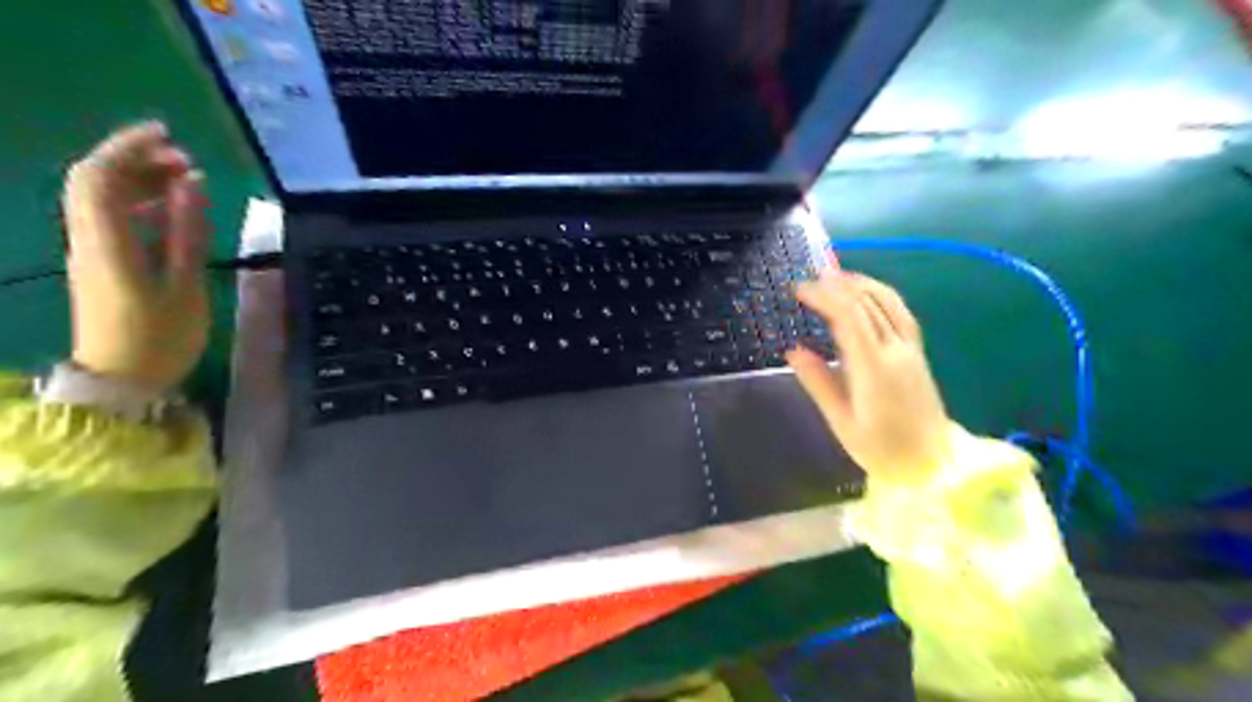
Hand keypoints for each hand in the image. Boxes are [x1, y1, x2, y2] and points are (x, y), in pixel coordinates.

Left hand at [62, 121, 208, 391]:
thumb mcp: (185, 286)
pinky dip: (140, 204)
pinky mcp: (100, 264)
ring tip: (186, 180)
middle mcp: (87, 238)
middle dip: (136, 160)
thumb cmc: (160, 337)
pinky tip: (173, 211)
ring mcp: (90, 251)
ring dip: (139, 181)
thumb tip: (193, 184)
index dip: (126, 147)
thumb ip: (188, 232)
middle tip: (186, 159)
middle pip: (95, 181)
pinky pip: (112, 219)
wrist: (121, 380)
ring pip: (102, 199)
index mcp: (106, 241)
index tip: (168, 134)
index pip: (99, 176)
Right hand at [786, 270, 954, 478]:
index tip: (798, 289)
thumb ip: (818, 381)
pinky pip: (899, 312)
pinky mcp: (917, 353)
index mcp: (874, 367)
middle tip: (809, 280)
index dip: (824, 296)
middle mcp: (895, 350)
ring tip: (835, 277)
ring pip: (888, 302)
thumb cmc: (881, 449)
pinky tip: (866, 295)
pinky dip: (880, 295)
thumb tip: (793, 351)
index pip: (848, 315)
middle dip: (837, 285)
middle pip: (868, 302)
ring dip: (861, 283)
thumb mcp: (841, 420)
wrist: (931, 465)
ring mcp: (910, 349)